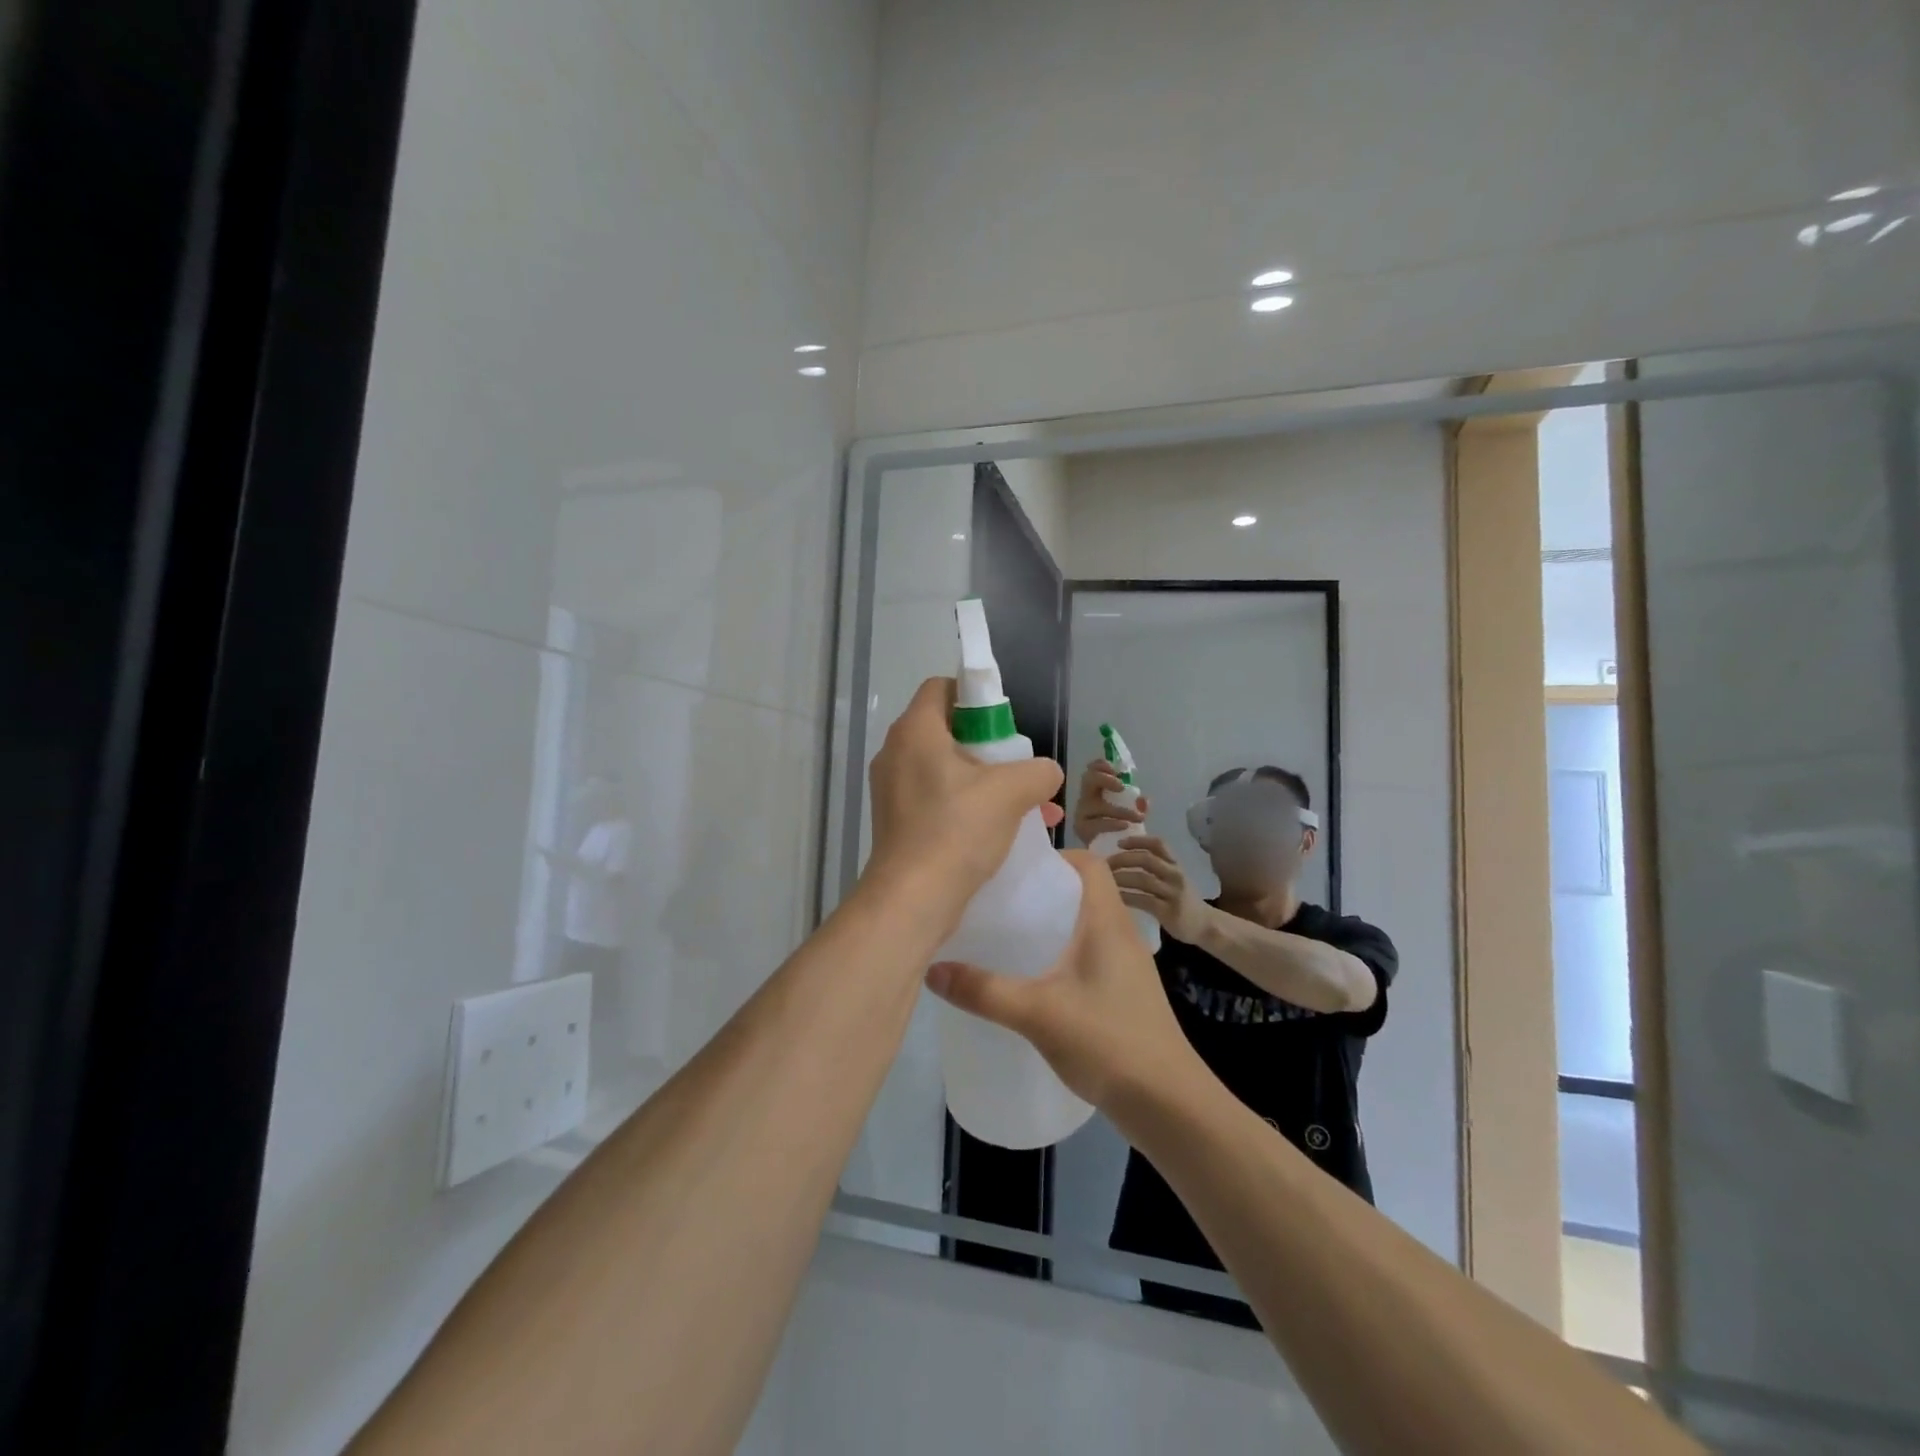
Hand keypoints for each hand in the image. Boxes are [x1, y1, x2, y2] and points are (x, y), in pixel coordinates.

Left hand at [865, 677, 1064, 926]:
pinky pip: (939, 800)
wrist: (912, 900)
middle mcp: (896, 753)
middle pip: (947, 730)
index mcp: (915, 731)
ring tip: (1028, 806)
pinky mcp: (897, 822)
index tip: (1005, 723)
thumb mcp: (1011, 792)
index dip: (976, 695)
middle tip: (1018, 768)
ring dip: (987, 782)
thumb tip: (1046, 773)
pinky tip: (1006, 832)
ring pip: (947, 770)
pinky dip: (970, 806)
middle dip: (990, 747)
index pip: (942, 687)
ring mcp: (893, 790)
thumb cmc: (957, 831)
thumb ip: (1038, 771)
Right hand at [925, 852, 1204, 1111]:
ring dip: (1050, 924)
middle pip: (1082, 891)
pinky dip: (1060, 953)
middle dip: (1041, 890)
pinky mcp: (1124, 993)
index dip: (1054, 855)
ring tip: (1007, 935)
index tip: (1014, 869)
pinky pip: (1088, 955)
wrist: (1168, 1104)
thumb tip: (932, 969)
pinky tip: (1033, 978)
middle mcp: (1121, 933)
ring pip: (1084, 925)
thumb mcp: (1037, 1013)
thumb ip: (984, 991)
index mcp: (1108, 921)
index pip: (1088, 862)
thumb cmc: (1108, 1041)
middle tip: (998, 900)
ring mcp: (1126, 965)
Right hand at [1070, 759, 1149, 845]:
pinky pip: (1096, 824)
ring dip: (1119, 810)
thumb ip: (1138, 806)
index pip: (1093, 769)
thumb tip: (1143, 800)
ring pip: (1096, 805)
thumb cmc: (1119, 831)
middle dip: (1105, 779)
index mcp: (1096, 791)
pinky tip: (1125, 827)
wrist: (1110, 856)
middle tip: (1121, 787)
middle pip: (1088, 780)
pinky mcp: (1082, 830)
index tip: (1118, 771)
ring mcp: (1082, 814)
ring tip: (1137, 817)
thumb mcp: (1132, 814)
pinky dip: (1112, 824)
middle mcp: (1086, 799)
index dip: (1102, 765)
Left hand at [1107, 835, 1211, 942]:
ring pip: (1143, 879)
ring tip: (1104, 880)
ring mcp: (1173, 893)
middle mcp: (1175, 875)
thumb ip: (1155, 866)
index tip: (1119, 843)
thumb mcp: (1173, 878)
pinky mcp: (1168, 911)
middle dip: (1123, 859)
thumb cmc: (1182, 899)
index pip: (1157, 843)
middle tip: (1105, 864)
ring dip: (1121, 877)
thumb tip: (1123, 856)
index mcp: (1175, 864)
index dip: (1137, 840)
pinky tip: (1114, 897)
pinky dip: (1126, 897)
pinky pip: (1143, 900)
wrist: (1205, 925)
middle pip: (1146, 859)